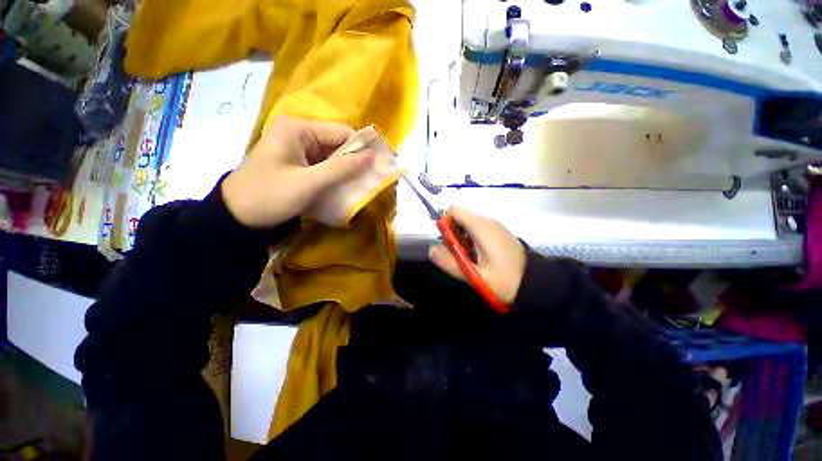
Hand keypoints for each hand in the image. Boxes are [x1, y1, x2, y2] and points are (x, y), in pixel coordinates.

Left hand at [222, 116, 374, 227]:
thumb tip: (372, 156)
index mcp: (298, 129)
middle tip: (371, 179)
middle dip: (354, 161)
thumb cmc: (270, 195)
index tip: (378, 166)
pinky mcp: (297, 163)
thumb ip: (341, 168)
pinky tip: (343, 187)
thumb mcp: (309, 182)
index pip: (341, 132)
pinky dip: (334, 176)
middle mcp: (298, 133)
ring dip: (345, 171)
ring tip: (360, 185)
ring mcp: (297, 148)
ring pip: (332, 156)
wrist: (237, 217)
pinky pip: (323, 166)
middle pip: (337, 144)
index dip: (361, 148)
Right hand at [429, 206, 525, 304]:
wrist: (536, 284)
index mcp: (481, 227)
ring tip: (468, 259)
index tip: (447, 242)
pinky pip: (479, 229)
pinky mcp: (499, 232)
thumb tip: (430, 249)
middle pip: (460, 217)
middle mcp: (488, 221)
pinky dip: (472, 239)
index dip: (445, 222)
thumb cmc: (505, 280)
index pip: (454, 210)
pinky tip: (479, 257)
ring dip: (462, 238)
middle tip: (457, 255)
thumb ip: (451, 263)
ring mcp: (495, 226)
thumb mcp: (475, 276)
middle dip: (452, 234)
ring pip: (468, 224)